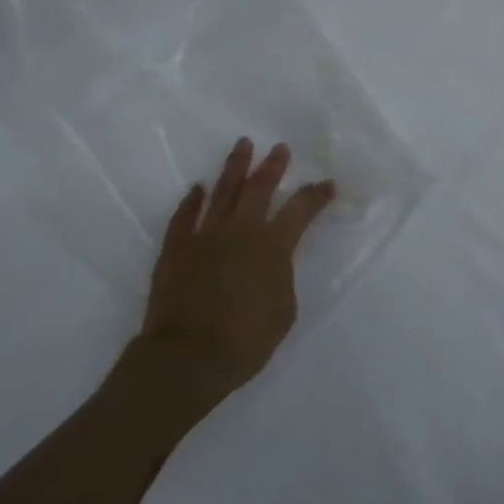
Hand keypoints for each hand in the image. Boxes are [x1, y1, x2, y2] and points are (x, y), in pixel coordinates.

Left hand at [136, 139, 336, 405]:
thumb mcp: (284, 310)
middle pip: (259, 188)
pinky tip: (198, 189)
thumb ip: (281, 276)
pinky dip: (192, 200)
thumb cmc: (246, 340)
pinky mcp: (176, 248)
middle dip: (272, 166)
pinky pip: (184, 216)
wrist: (187, 357)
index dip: (316, 195)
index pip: (301, 210)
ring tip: (242, 146)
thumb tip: (272, 263)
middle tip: (279, 148)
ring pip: (222, 192)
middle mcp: (241, 230)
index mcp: (273, 244)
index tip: (327, 184)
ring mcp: (205, 236)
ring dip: (234, 167)